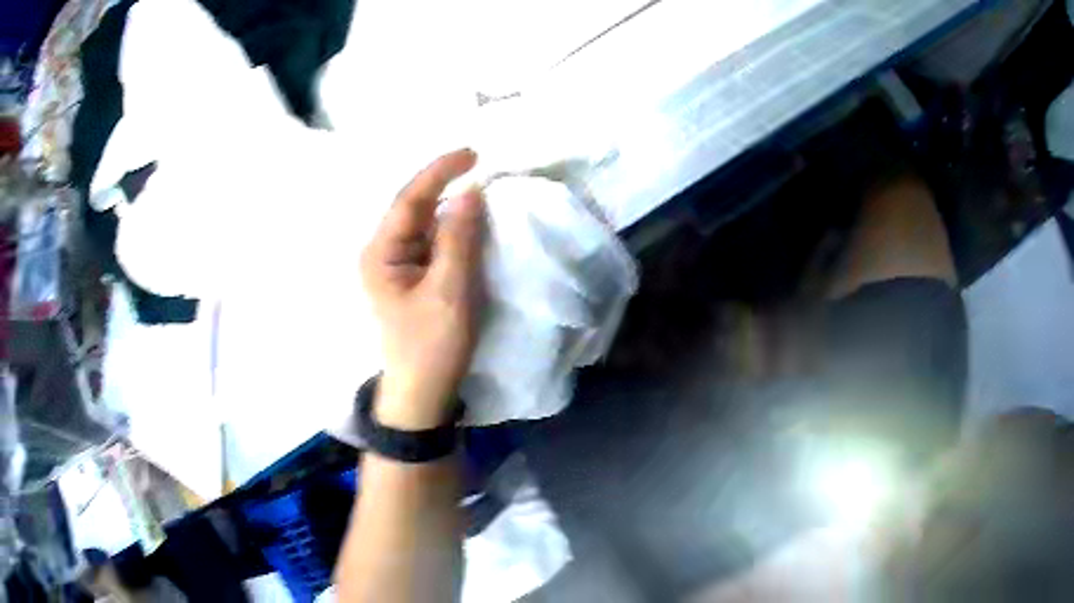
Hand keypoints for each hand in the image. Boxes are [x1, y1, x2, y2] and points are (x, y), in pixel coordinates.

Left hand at [361, 149, 484, 428]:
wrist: (422, 393)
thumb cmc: (432, 346)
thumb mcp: (449, 292)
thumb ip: (459, 240)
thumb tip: (471, 192)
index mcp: (381, 254)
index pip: (410, 200)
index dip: (439, 172)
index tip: (472, 153)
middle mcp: (383, 252)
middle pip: (414, 207)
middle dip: (445, 184)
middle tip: (480, 164)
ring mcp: (396, 265)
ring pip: (424, 223)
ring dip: (450, 204)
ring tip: (480, 184)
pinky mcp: (411, 276)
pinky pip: (431, 241)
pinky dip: (452, 227)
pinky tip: (469, 219)